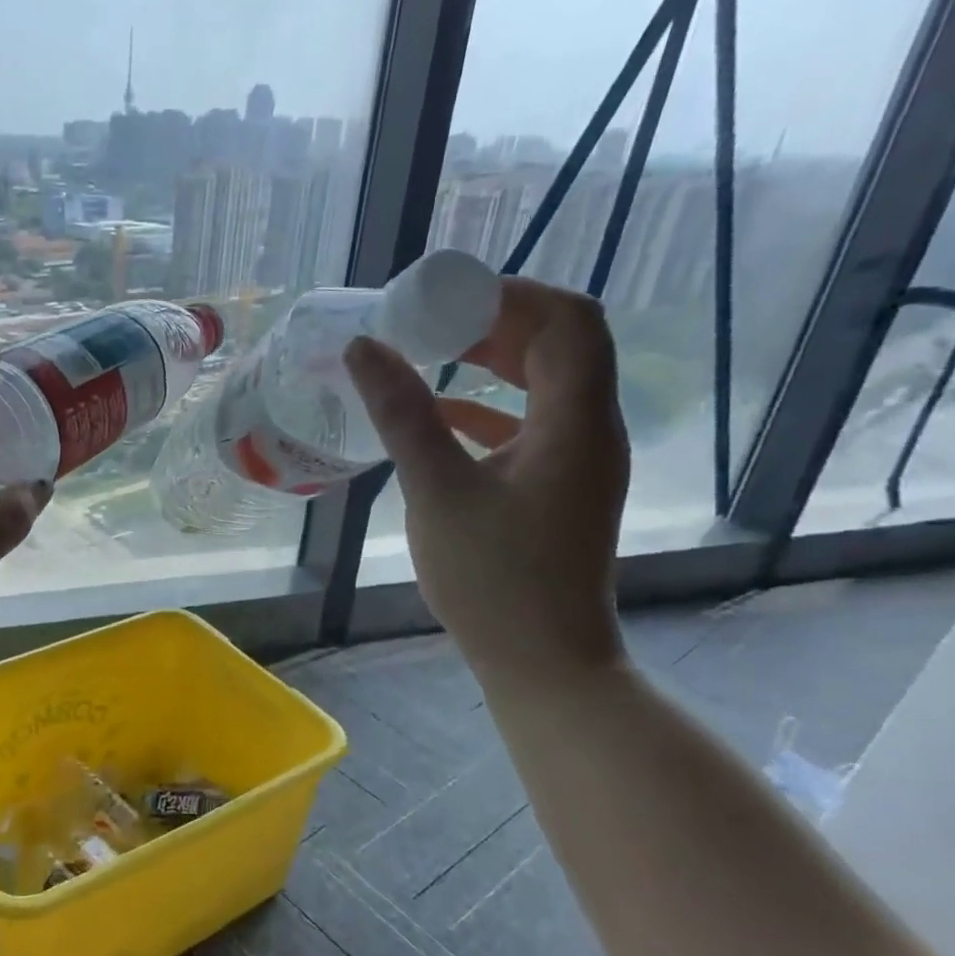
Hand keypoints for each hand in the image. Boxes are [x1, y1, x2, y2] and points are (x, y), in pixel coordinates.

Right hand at [345, 277, 630, 688]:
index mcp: (576, 422)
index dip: (511, 294)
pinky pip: (530, 423)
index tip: (444, 296)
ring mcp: (578, 460)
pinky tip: (439, 414)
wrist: (543, 661)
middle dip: (495, 321)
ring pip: (545, 383)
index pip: (568, 320)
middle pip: (560, 344)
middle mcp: (591, 430)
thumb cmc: (493, 579)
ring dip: (492, 360)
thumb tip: (363, 347)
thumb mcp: (438, 490)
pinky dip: (488, 405)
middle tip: (428, 320)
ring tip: (428, 354)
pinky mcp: (558, 486)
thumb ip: (403, 414)